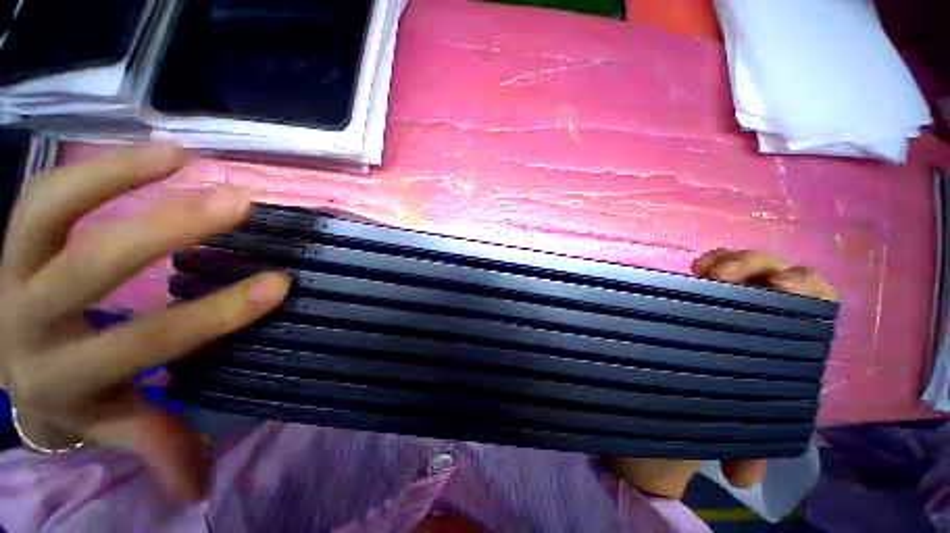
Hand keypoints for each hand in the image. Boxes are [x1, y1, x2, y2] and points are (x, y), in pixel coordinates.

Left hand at [0, 144, 290, 499]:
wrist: (14, 356)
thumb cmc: (73, 388)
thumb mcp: (108, 422)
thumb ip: (153, 443)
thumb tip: (198, 487)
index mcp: (62, 375)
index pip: (145, 343)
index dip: (215, 315)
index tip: (278, 285)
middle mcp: (28, 318)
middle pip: (91, 269)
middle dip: (167, 232)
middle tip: (238, 205)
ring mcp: (13, 268)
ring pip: (50, 212)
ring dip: (116, 178)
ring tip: (185, 160)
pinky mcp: (14, 236)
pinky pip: (47, 192)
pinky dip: (95, 170)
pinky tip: (150, 156)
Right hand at [611, 248, 836, 497]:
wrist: (694, 393)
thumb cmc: (724, 406)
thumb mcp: (741, 428)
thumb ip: (750, 446)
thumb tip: (742, 476)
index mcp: (792, 344)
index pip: (816, 302)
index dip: (803, 287)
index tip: (777, 287)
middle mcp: (772, 316)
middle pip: (781, 272)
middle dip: (756, 267)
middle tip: (720, 277)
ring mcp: (739, 300)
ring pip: (749, 265)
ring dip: (729, 262)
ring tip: (702, 271)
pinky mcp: (710, 295)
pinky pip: (716, 268)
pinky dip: (710, 262)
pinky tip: (694, 270)